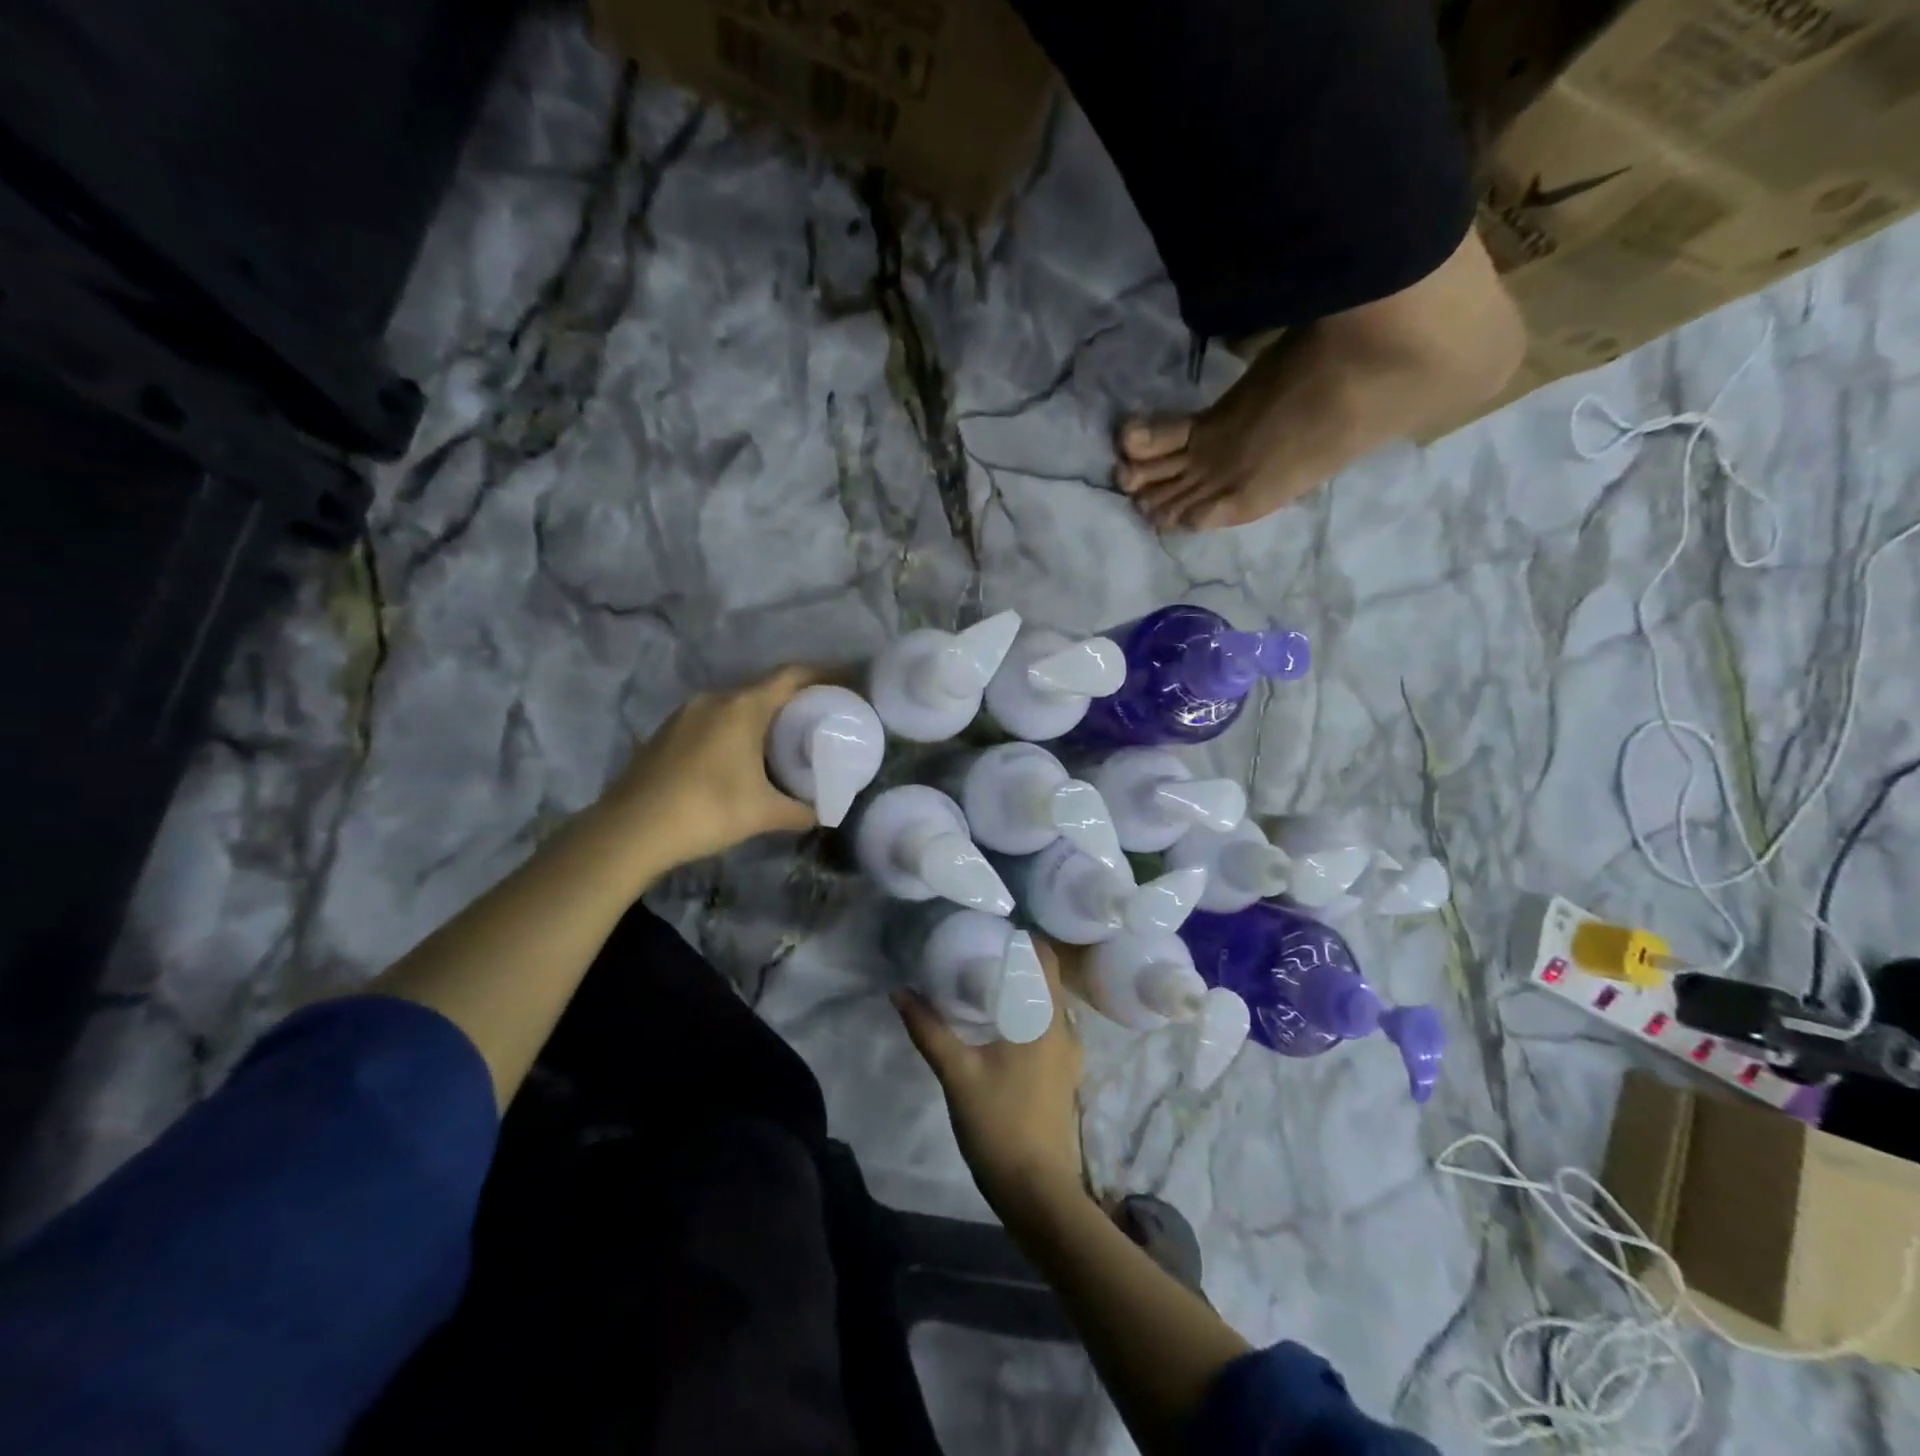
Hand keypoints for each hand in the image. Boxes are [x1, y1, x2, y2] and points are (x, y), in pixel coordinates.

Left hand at [597, 665, 823, 874]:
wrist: (629, 831)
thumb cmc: (706, 811)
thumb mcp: (763, 814)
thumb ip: (801, 810)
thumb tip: (824, 813)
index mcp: (743, 707)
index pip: (792, 675)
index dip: (824, 674)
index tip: (848, 681)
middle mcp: (714, 699)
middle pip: (764, 687)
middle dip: (795, 698)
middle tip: (821, 716)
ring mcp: (685, 713)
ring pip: (735, 703)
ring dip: (762, 714)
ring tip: (784, 737)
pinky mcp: (666, 732)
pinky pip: (712, 718)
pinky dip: (735, 727)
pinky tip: (740, 755)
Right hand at [895, 938, 1086, 1216]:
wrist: (1038, 1194)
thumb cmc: (1000, 1126)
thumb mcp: (957, 1075)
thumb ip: (929, 1030)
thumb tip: (900, 991)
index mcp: (1047, 1019)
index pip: (1045, 957)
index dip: (1022, 938)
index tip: (989, 928)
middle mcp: (1066, 1029)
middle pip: (1047, 979)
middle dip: (1017, 963)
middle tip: (977, 951)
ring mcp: (1069, 1055)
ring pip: (1049, 1005)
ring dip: (1023, 990)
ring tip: (985, 983)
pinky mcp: (1064, 1076)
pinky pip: (1049, 1028)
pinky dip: (1028, 1016)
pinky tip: (999, 1025)